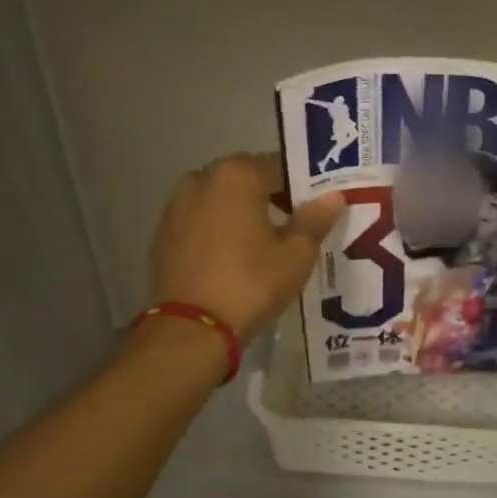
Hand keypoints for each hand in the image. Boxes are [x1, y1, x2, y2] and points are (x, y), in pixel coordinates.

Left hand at [147, 153, 345, 343]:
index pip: (279, 167)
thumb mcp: (296, 254)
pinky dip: (217, 232)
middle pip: (246, 181)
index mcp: (236, 175)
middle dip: (269, 198)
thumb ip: (315, 220)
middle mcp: (201, 179)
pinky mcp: (162, 235)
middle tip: (293, 228)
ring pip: (220, 202)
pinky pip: (200, 223)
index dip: (302, 187)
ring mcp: (176, 207)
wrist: (191, 329)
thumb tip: (334, 196)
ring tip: (262, 246)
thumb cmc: (251, 283)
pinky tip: (232, 259)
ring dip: (240, 214)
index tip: (316, 210)